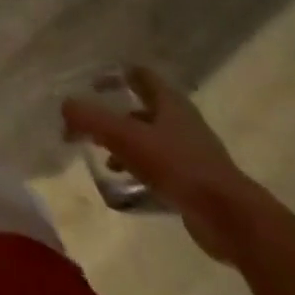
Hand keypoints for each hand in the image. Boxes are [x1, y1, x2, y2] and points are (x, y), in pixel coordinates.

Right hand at [63, 67, 268, 261]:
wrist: (229, 218)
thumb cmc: (176, 166)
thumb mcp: (124, 137)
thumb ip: (90, 118)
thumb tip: (65, 107)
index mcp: (170, 103)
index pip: (141, 76)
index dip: (117, 75)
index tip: (93, 83)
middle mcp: (183, 123)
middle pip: (144, 108)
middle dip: (116, 114)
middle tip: (90, 124)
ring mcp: (192, 153)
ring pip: (151, 139)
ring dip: (126, 144)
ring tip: (103, 157)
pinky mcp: (196, 182)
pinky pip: (160, 166)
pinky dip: (139, 168)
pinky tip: (126, 183)